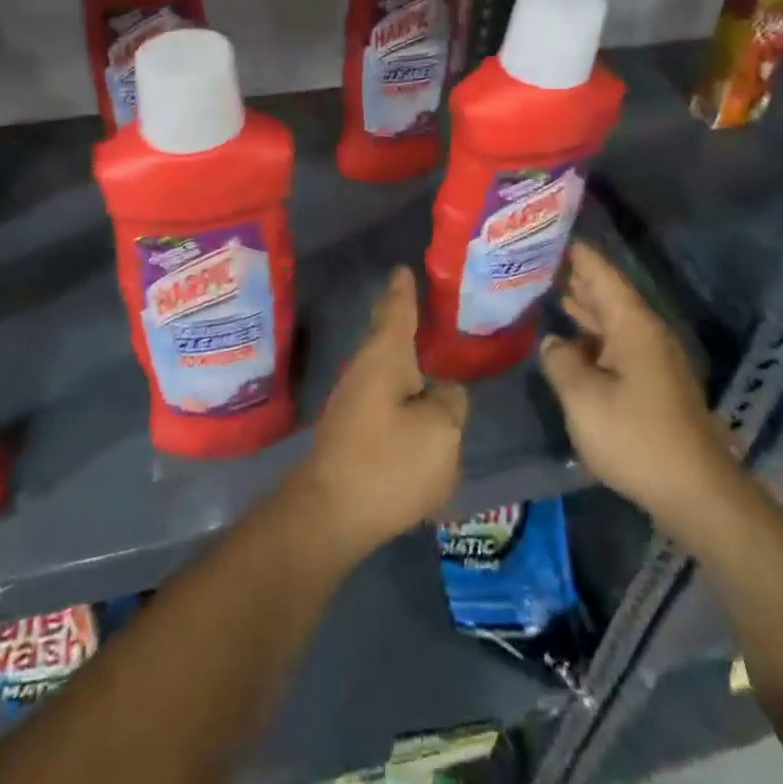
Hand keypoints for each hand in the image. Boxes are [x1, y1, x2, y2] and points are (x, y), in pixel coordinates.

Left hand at [290, 267, 468, 563]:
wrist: (331, 514)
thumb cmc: (388, 463)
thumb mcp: (441, 432)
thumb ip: (451, 403)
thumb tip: (444, 393)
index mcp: (385, 358)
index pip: (397, 312)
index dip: (404, 291)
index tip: (403, 269)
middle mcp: (363, 371)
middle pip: (386, 338)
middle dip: (399, 321)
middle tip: (417, 304)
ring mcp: (352, 403)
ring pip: (384, 372)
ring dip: (403, 362)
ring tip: (427, 357)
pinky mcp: (350, 434)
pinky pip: (382, 403)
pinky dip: (400, 397)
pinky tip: (415, 411)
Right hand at [538, 240, 744, 536]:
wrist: (696, 495)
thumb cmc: (636, 437)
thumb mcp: (583, 397)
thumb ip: (560, 360)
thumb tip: (551, 341)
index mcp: (632, 325)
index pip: (601, 273)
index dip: (576, 252)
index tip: (548, 231)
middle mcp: (645, 334)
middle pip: (607, 293)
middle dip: (574, 276)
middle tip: (534, 260)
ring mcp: (652, 361)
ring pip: (610, 321)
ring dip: (581, 307)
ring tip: (545, 291)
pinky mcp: (652, 386)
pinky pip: (615, 345)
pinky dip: (589, 336)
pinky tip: (568, 342)